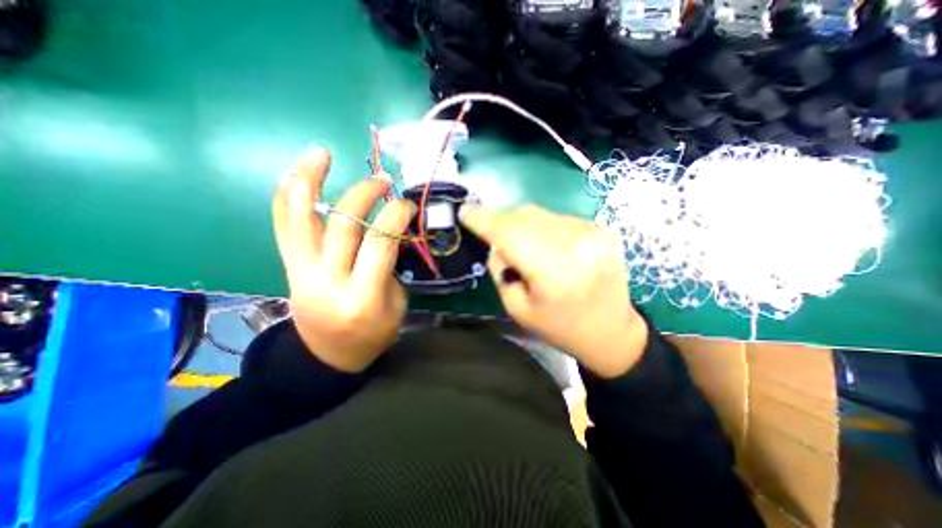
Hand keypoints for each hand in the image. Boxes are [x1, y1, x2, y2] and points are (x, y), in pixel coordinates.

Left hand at [271, 147, 412, 372]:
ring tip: (320, 153)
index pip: (379, 241)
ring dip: (309, 180)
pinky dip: (285, 199)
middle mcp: (327, 281)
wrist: (327, 356)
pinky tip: (291, 175)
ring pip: (300, 218)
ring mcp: (301, 273)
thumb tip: (389, 230)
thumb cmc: (372, 335)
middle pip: (343, 223)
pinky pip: (283, 228)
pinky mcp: (288, 269)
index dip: (396, 215)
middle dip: (365, 194)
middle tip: (382, 180)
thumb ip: (390, 266)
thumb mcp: (395, 305)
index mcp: (363, 297)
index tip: (407, 204)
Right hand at [462, 205, 648, 377]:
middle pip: (524, 215)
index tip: (465, 211)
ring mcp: (591, 232)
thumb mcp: (517, 308)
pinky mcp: (599, 229)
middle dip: (501, 221)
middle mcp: (574, 243)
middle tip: (492, 234)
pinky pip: (557, 218)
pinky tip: (548, 248)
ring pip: (540, 213)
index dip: (483, 219)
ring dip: (522, 224)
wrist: (612, 330)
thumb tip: (496, 243)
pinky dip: (543, 228)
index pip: (509, 232)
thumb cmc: (560, 327)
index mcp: (553, 271)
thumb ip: (500, 270)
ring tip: (524, 248)